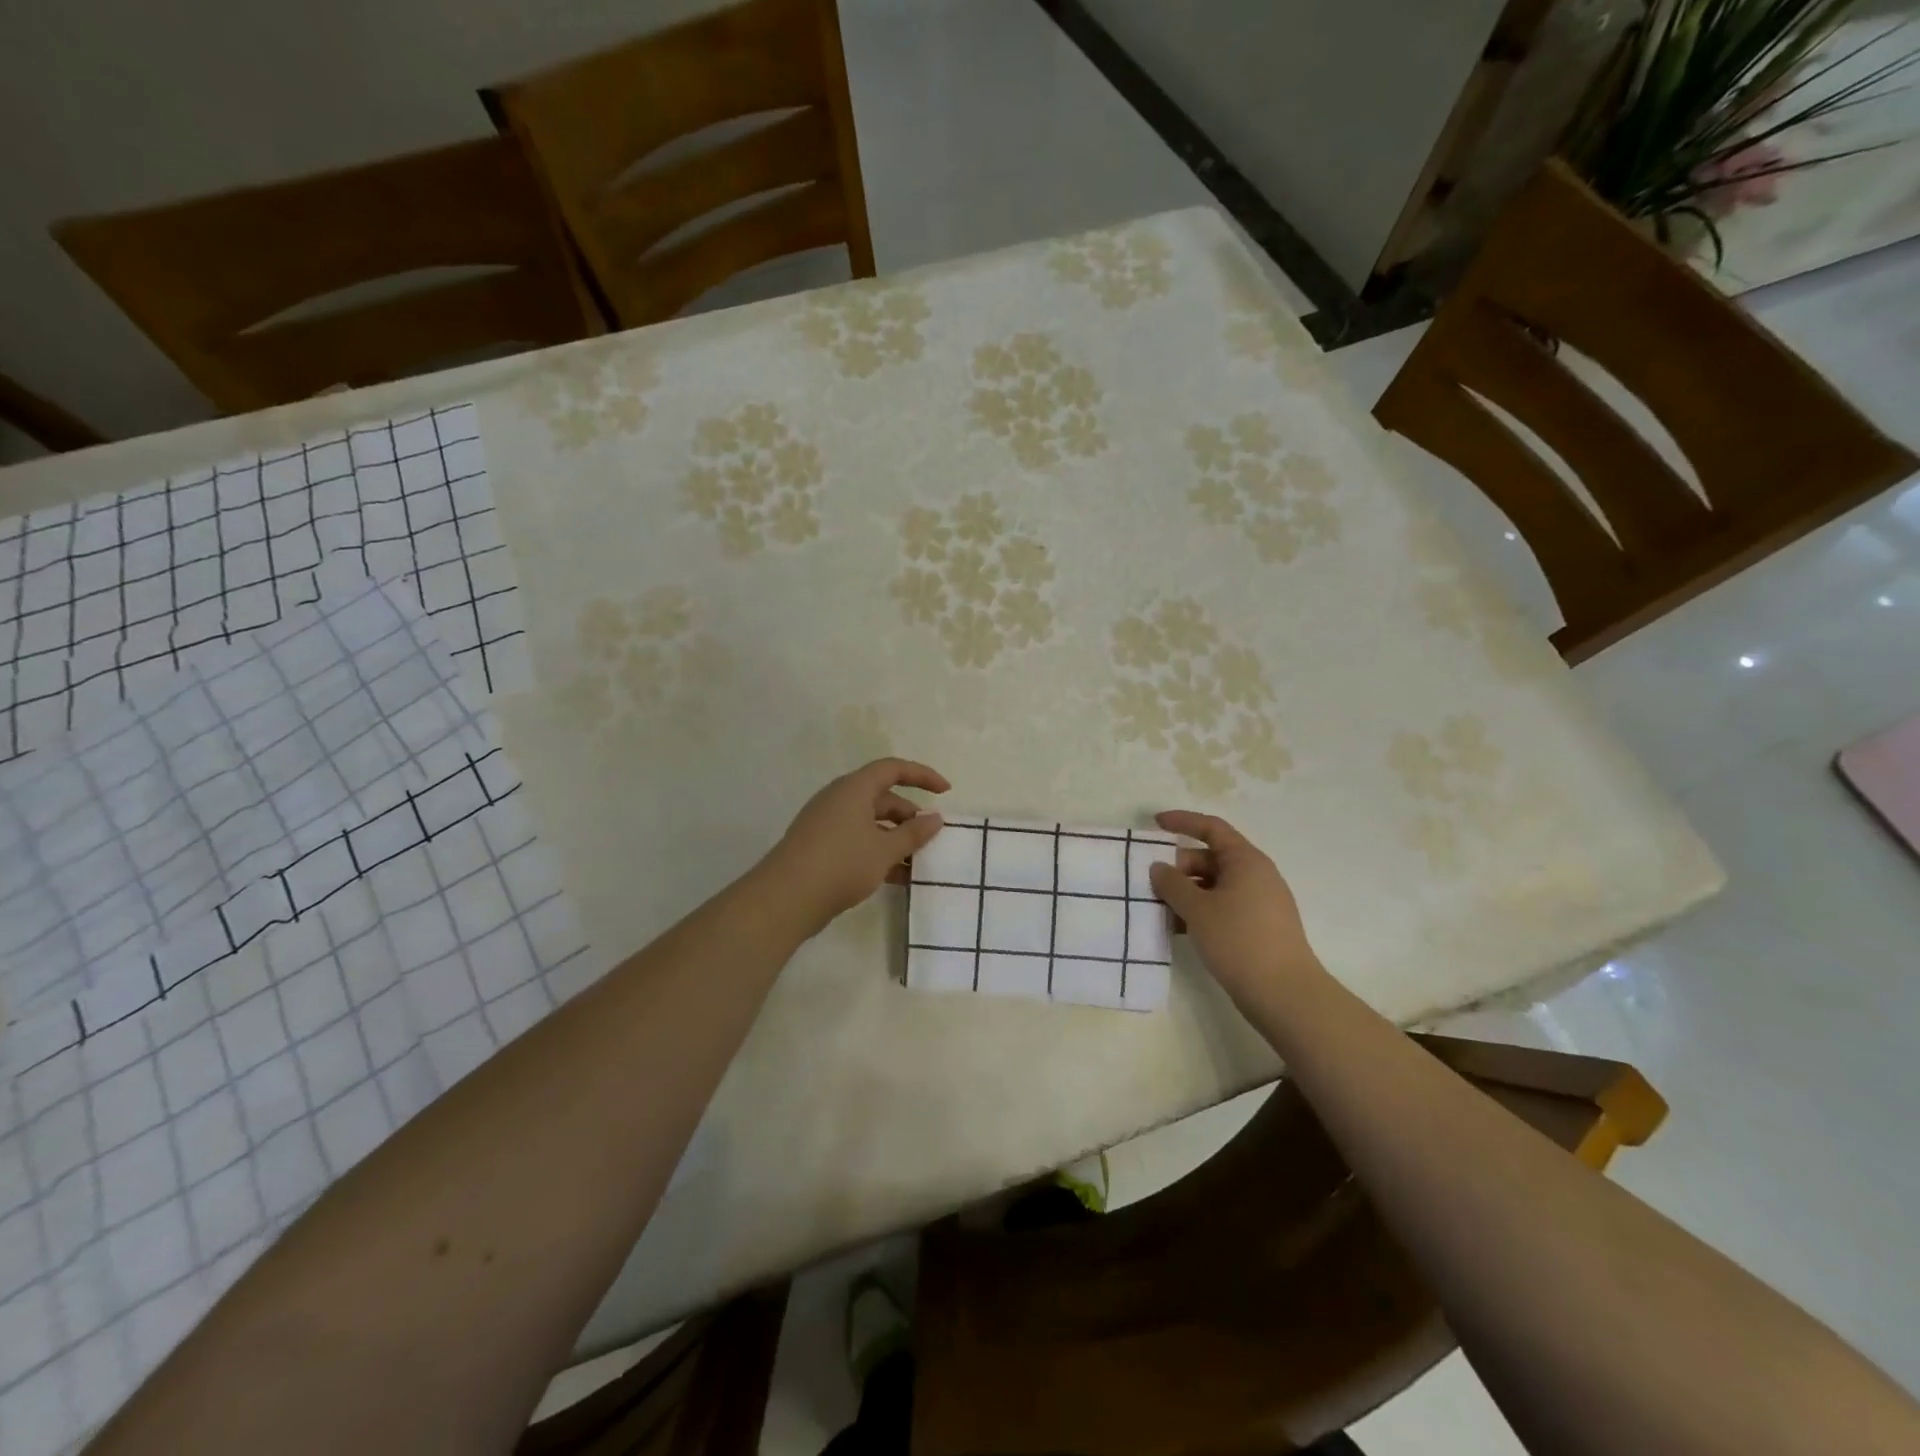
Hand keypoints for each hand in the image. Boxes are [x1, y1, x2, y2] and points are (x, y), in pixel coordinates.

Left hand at [762, 759, 947, 932]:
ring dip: (896, 839)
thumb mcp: (885, 850)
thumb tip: (935, 818)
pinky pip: (857, 841)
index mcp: (854, 788)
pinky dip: (878, 852)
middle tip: (931, 837)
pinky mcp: (820, 847)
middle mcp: (839, 799)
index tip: (945, 792)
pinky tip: (897, 877)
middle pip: (882, 797)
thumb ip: (914, 833)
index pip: (893, 768)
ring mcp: (827, 824)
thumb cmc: (841, 864)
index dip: (922, 775)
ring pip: (870, 823)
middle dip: (909, 815)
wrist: (785, 899)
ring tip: (918, 863)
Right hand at [1149, 811, 1321, 1010]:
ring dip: (1186, 893)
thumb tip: (1159, 867)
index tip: (1155, 824)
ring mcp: (1259, 902)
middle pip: (1210, 858)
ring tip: (1158, 908)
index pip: (1212, 828)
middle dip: (1179, 867)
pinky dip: (1200, 911)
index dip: (1182, 822)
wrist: (1284, 994)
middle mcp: (1256, 875)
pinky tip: (1177, 929)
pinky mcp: (1258, 927)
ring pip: (1214, 886)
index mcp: (1246, 860)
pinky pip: (1222, 907)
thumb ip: (1172, 884)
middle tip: (1151, 883)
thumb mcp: (1197, 909)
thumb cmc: (1239, 941)